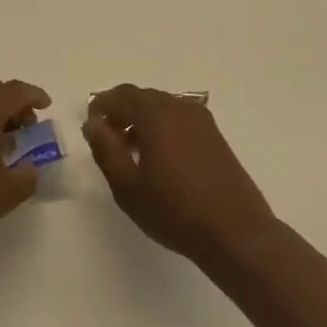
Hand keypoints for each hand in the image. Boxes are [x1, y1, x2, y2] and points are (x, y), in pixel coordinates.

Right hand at [84, 84, 277, 266]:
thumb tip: (93, 123)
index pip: (122, 95)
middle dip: (122, 112)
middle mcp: (180, 108)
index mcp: (156, 114)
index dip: (102, 105)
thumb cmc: (174, 210)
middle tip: (108, 139)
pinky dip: (163, 129)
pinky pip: (180, 121)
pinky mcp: (215, 137)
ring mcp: (202, 121)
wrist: (235, 232)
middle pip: (143, 98)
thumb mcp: (127, 185)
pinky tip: (159, 159)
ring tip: (131, 152)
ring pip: (163, 109)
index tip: (91, 125)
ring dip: (142, 121)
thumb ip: (106, 149)